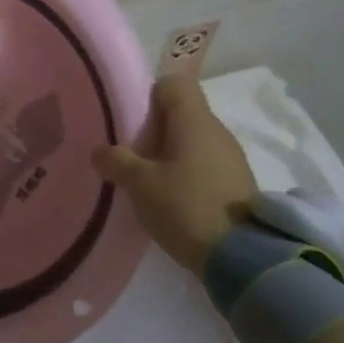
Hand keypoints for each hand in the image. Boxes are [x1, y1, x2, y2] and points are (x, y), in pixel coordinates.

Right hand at [91, 73, 256, 272]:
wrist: (243, 258)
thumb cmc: (186, 207)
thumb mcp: (140, 184)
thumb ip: (116, 161)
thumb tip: (100, 151)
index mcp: (194, 120)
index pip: (173, 83)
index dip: (150, 95)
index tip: (133, 121)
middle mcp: (217, 130)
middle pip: (182, 113)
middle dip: (156, 130)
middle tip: (133, 156)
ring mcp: (232, 157)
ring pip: (194, 140)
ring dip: (171, 154)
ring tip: (150, 182)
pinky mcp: (239, 183)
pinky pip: (206, 164)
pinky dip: (188, 173)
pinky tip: (174, 200)